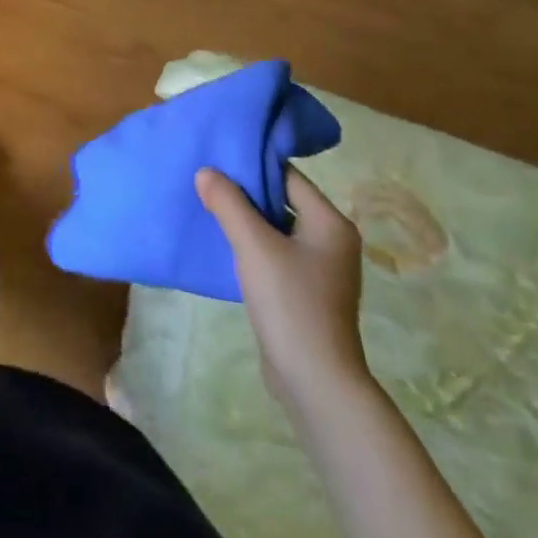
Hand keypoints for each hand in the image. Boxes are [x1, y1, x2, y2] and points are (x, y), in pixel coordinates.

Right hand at [196, 166, 370, 418]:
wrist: (314, 379)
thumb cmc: (290, 303)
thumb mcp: (254, 246)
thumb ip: (229, 204)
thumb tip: (206, 172)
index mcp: (330, 223)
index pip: (288, 177)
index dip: (252, 165)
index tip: (217, 157)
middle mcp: (331, 240)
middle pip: (282, 200)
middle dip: (245, 192)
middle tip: (206, 181)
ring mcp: (320, 268)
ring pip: (276, 228)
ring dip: (245, 219)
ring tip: (208, 207)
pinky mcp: (305, 290)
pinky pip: (275, 252)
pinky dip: (251, 244)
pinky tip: (224, 245)